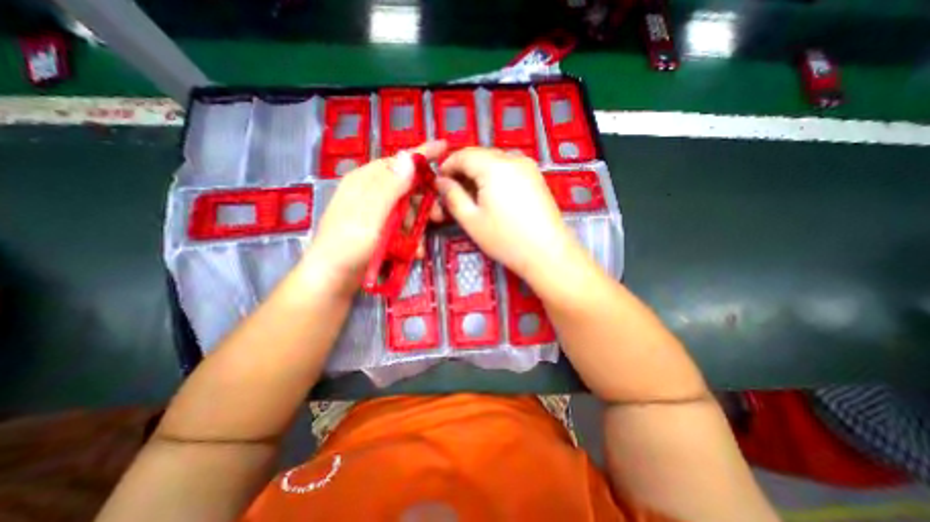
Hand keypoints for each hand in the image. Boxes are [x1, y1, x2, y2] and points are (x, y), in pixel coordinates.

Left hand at [295, 139, 444, 292]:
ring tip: (420, 245)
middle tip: (440, 216)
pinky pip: (401, 226)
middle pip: (407, 188)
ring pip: (407, 210)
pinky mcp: (379, 229)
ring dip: (418, 226)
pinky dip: (410, 237)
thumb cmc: (349, 245)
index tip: (444, 147)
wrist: (332, 278)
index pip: (398, 162)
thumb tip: (408, 157)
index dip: (421, 155)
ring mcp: (375, 212)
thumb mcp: (371, 215)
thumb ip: (390, 187)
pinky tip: (413, 251)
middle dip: (425, 202)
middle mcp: (371, 193)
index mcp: (366, 181)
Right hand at [439, 147, 577, 282]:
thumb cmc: (505, 239)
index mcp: (494, 166)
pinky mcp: (536, 177)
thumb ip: (452, 196)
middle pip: (480, 156)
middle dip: (463, 171)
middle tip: (454, 193)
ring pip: (495, 162)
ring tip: (473, 197)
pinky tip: (493, 197)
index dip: (447, 166)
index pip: (463, 154)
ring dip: (479, 175)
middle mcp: (513, 158)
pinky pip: (509, 169)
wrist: (547, 252)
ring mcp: (528, 166)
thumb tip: (441, 182)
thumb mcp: (471, 220)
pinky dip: (495, 178)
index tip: (438, 183)